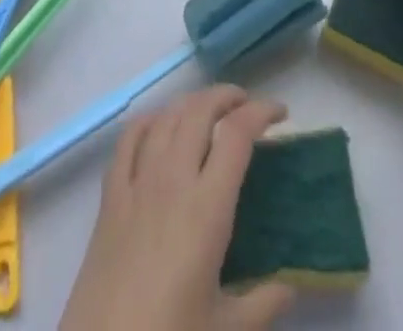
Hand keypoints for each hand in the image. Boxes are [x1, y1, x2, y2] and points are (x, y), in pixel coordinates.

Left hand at [60, 86, 295, 330]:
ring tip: (210, 111)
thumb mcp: (226, 330)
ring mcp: (137, 182)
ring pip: (167, 116)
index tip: (279, 112)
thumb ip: (263, 304)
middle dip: (227, 96)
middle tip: (246, 105)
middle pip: (199, 110)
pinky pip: (129, 137)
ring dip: (192, 103)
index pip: (237, 135)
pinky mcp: (110, 195)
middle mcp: (172, 179)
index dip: (260, 112)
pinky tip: (160, 126)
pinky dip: (150, 120)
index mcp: (207, 208)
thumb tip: (292, 286)